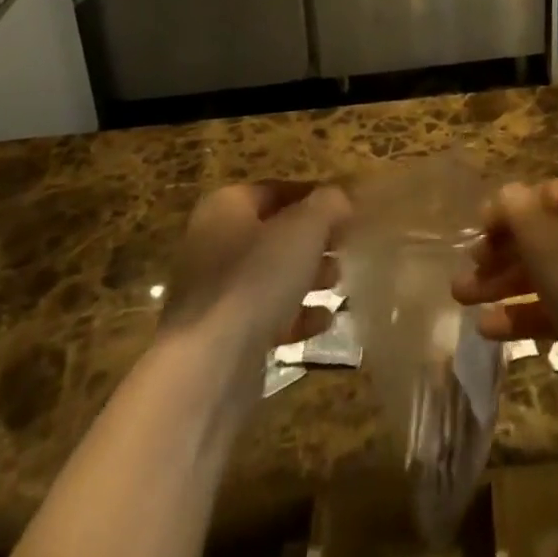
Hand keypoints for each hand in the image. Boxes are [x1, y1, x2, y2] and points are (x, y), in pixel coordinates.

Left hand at [161, 182, 350, 351]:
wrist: (209, 366)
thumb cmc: (257, 278)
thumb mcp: (304, 229)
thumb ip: (327, 205)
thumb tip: (340, 199)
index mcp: (226, 206)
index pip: (277, 190)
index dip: (315, 197)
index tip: (347, 210)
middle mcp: (214, 243)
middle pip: (274, 233)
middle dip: (314, 241)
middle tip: (347, 248)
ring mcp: (214, 291)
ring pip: (271, 275)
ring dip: (308, 278)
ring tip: (340, 283)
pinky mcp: (222, 335)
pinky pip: (266, 314)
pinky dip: (296, 315)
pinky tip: (325, 322)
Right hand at [452, 180, 557, 420]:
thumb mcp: (545, 238)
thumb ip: (518, 213)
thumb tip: (506, 194)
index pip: (545, 195)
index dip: (510, 209)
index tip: (478, 229)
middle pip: (542, 237)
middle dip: (501, 252)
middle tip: (466, 268)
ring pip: (543, 276)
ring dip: (503, 285)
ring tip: (462, 298)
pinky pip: (553, 312)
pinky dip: (522, 317)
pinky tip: (487, 329)